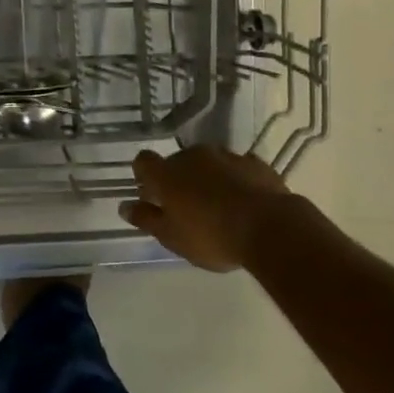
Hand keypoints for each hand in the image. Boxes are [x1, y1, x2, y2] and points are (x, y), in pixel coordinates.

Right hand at [118, 145, 295, 271]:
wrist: (269, 228)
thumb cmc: (211, 236)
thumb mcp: (172, 237)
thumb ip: (146, 219)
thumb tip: (124, 206)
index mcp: (167, 173)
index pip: (143, 161)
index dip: (144, 176)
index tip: (150, 195)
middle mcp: (192, 156)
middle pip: (177, 162)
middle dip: (178, 180)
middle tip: (186, 208)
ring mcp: (226, 156)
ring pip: (209, 164)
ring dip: (208, 179)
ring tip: (219, 207)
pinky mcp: (255, 163)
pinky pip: (238, 169)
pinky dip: (236, 181)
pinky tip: (244, 202)